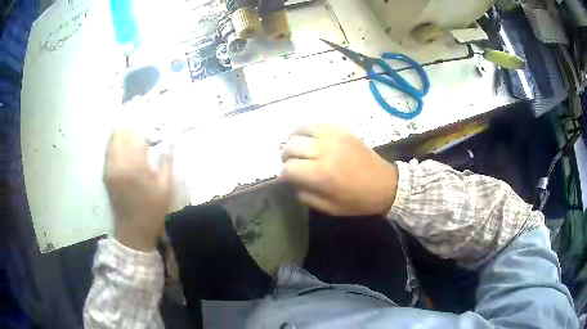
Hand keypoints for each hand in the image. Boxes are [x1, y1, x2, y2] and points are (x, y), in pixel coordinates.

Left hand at [103, 129, 173, 251]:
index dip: (145, 129)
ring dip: (123, 133)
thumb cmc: (152, 209)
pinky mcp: (105, 173)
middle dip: (133, 127)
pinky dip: (116, 142)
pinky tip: (125, 147)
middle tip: (144, 132)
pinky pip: (108, 149)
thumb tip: (169, 141)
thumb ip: (166, 161)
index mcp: (135, 166)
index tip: (154, 132)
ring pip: (112, 139)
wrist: (133, 230)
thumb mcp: (165, 187)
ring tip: (134, 137)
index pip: (136, 135)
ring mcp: (109, 167)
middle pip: (121, 132)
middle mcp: (118, 163)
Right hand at [280, 124, 397, 215]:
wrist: (385, 184)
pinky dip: (307, 130)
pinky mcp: (342, 130)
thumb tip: (292, 182)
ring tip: (295, 147)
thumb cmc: (358, 200)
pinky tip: (309, 138)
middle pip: (291, 146)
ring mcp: (334, 137)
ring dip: (293, 139)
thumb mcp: (329, 208)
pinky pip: (317, 124)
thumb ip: (306, 195)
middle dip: (285, 156)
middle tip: (290, 163)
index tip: (285, 178)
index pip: (289, 168)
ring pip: (301, 129)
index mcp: (321, 174)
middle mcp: (324, 151)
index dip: (282, 174)